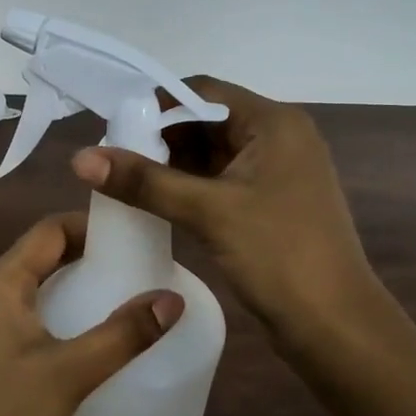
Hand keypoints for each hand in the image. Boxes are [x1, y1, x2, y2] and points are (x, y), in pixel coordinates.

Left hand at [0, 213, 183, 415]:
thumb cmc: (3, 415)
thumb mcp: (71, 373)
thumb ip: (124, 335)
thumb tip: (173, 299)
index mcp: (0, 281)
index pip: (50, 229)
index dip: (92, 225)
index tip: (134, 234)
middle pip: (39, 253)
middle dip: (85, 253)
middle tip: (133, 264)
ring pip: (29, 283)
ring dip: (68, 280)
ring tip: (114, 292)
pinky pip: (19, 309)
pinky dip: (52, 306)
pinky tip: (77, 332)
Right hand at [71, 77, 376, 343]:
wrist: (334, 324)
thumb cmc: (278, 254)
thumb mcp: (208, 211)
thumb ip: (145, 182)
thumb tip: (80, 157)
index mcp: (274, 123)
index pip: (205, 91)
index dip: (158, 104)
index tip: (115, 126)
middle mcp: (279, 138)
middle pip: (208, 121)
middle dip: (162, 137)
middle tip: (114, 158)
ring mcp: (277, 174)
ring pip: (214, 154)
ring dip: (173, 165)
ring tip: (126, 182)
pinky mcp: (271, 205)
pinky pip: (222, 183)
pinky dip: (191, 188)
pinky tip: (156, 204)